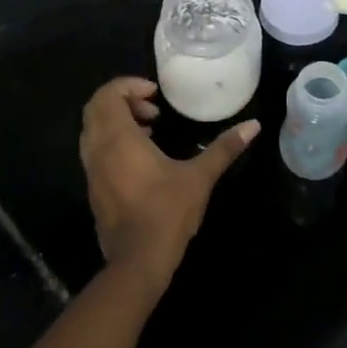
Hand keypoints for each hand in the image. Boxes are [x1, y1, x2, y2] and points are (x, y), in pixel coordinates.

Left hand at [79, 78, 256, 294]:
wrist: (137, 262)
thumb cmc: (167, 213)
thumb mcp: (200, 177)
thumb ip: (224, 148)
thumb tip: (253, 125)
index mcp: (118, 139)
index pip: (107, 95)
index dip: (129, 85)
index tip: (155, 93)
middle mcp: (98, 151)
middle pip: (95, 109)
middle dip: (122, 100)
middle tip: (153, 108)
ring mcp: (92, 172)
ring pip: (93, 130)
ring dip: (117, 121)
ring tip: (150, 128)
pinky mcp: (94, 189)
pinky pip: (96, 151)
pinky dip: (113, 141)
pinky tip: (142, 157)